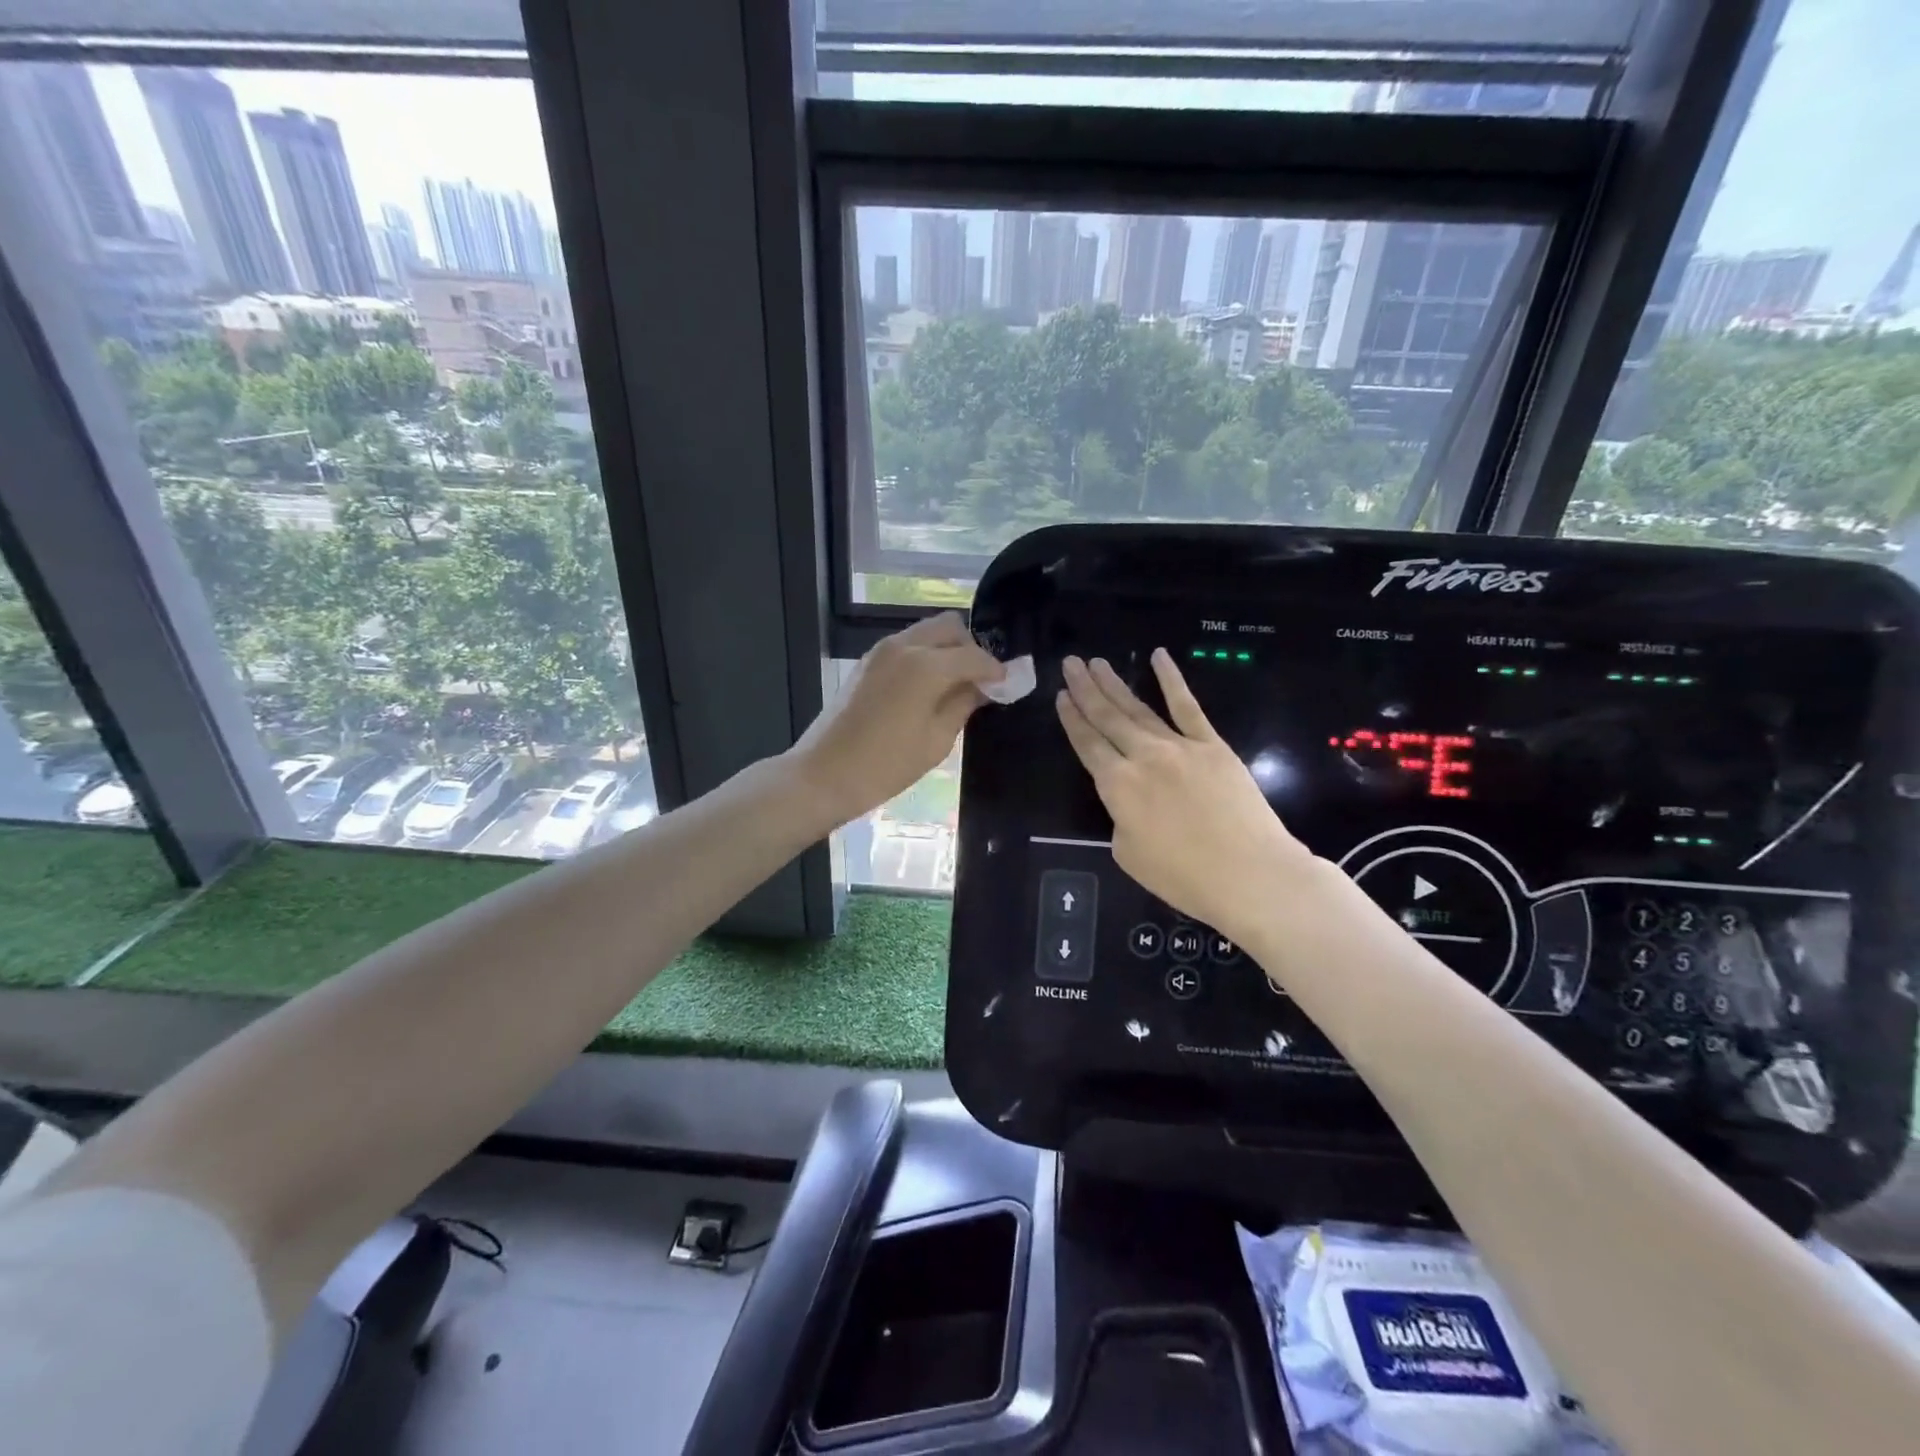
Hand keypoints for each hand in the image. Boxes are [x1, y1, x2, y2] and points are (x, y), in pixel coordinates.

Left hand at [787, 612, 1004, 828]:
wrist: (823, 775)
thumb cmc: (886, 766)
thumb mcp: (936, 740)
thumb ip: (963, 704)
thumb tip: (984, 687)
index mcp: (926, 665)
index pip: (974, 655)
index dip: (996, 670)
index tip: (1008, 685)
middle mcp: (904, 646)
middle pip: (950, 626)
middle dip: (970, 648)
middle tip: (979, 680)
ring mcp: (881, 651)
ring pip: (926, 632)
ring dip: (946, 650)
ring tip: (955, 685)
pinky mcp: (867, 662)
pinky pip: (906, 645)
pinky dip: (925, 655)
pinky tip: (928, 687)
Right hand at [1056, 649, 1315, 947]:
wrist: (1250, 874)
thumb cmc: (1184, 876)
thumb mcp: (1129, 854)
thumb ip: (1121, 818)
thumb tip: (1129, 801)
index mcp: (1117, 786)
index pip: (1087, 745)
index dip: (1072, 720)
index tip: (1060, 696)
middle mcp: (1142, 756)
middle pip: (1107, 717)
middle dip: (1086, 689)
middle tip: (1071, 664)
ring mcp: (1179, 746)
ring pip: (1139, 708)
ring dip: (1115, 683)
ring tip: (1097, 662)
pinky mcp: (1212, 745)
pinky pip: (1188, 706)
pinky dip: (1171, 680)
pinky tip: (1159, 657)